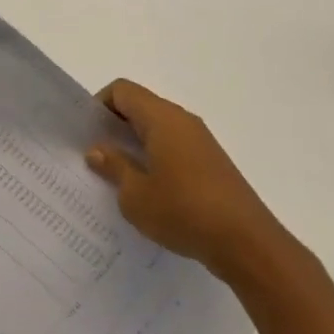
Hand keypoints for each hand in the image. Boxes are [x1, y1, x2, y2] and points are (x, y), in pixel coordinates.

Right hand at [86, 80, 287, 280]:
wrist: (246, 242)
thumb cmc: (184, 211)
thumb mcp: (136, 195)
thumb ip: (114, 166)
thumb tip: (97, 149)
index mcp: (162, 118)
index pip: (123, 90)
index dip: (99, 105)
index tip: (87, 134)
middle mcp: (182, 120)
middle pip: (140, 106)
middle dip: (114, 126)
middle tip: (94, 156)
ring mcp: (200, 141)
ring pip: (157, 128)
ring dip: (134, 144)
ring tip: (116, 176)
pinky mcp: (211, 163)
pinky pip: (173, 147)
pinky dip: (154, 158)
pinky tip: (147, 190)